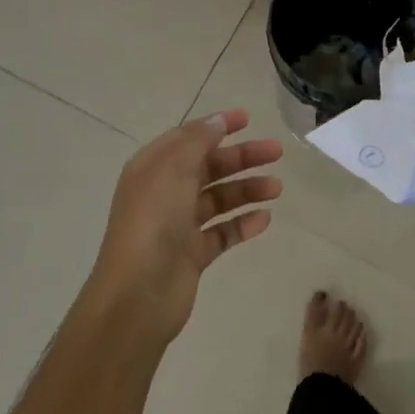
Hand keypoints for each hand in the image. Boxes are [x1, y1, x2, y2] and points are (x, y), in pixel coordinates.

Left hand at [87, 108, 281, 344]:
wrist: (137, 295)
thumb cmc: (154, 220)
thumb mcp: (174, 168)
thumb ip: (199, 140)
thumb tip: (218, 120)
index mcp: (153, 168)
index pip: (189, 138)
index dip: (217, 126)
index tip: (248, 118)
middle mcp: (165, 192)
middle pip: (209, 166)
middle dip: (242, 157)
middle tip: (276, 152)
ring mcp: (179, 225)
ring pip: (219, 198)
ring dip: (247, 189)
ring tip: (277, 188)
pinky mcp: (192, 254)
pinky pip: (222, 232)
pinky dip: (243, 224)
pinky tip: (265, 219)